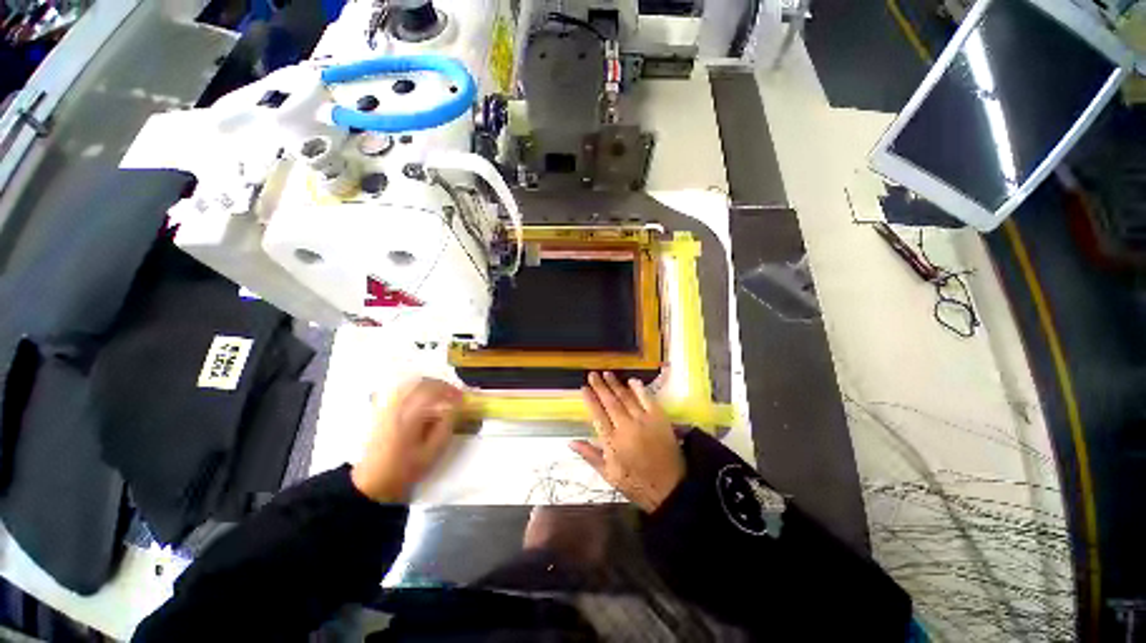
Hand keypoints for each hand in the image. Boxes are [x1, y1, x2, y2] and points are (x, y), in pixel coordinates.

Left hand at [352, 378, 463, 502]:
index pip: (433, 391)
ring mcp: (386, 407)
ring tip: (441, 395)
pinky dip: (416, 389)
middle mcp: (396, 406)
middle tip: (454, 394)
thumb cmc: (404, 470)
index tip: (462, 398)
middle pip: (421, 383)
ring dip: (429, 385)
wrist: (371, 483)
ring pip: (410, 384)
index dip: (451, 391)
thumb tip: (453, 408)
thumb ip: (445, 427)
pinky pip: (401, 391)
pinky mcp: (382, 411)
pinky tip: (424, 398)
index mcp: (409, 416)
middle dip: (441, 386)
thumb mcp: (431, 452)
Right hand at [571, 372, 684, 512]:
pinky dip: (639, 389)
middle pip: (610, 402)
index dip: (590, 400)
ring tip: (607, 374)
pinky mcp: (659, 419)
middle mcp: (626, 427)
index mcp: (612, 442)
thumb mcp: (608, 475)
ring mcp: (644, 421)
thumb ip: (590, 455)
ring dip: (616, 384)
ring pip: (626, 398)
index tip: (584, 388)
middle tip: (593, 374)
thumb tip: (571, 442)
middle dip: (600, 387)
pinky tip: (631, 380)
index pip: (597, 415)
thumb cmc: (636, 483)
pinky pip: (647, 399)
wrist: (670, 489)